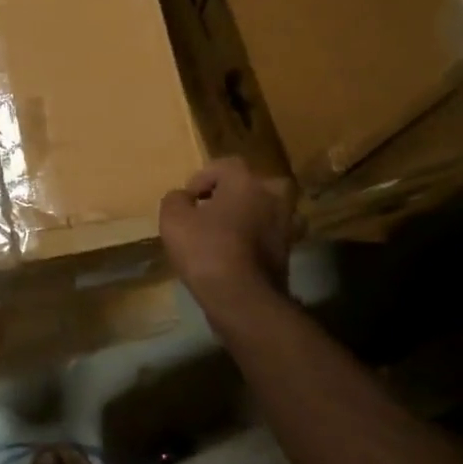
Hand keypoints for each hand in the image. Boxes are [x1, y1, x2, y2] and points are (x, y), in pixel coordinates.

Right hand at [159, 157, 295, 307]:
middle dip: (232, 194)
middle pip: (252, 185)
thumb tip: (183, 198)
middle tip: (211, 210)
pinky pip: (269, 236)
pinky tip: (237, 253)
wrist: (242, 298)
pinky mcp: (289, 252)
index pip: (224, 166)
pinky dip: (256, 240)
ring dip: (248, 216)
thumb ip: (175, 199)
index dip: (202, 179)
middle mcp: (272, 196)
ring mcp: (285, 225)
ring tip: (225, 232)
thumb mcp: (173, 219)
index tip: (188, 199)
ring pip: (265, 210)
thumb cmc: (206, 250)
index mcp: (246, 181)